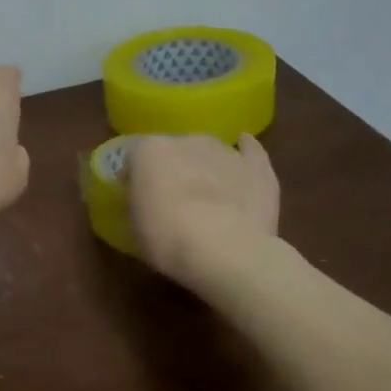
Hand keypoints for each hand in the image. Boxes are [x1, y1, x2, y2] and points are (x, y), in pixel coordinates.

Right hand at [128, 133, 280, 286]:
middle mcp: (186, 140)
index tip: (133, 197)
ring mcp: (225, 151)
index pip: (133, 157)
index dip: (133, 177)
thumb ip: (137, 201)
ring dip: (203, 165)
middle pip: (172, 150)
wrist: (226, 250)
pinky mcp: (257, 167)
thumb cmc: (168, 238)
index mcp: (149, 150)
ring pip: (208, 151)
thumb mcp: (134, 224)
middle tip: (171, 197)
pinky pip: (250, 150)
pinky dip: (245, 150)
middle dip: (170, 169)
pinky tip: (242, 151)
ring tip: (205, 192)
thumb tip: (143, 198)